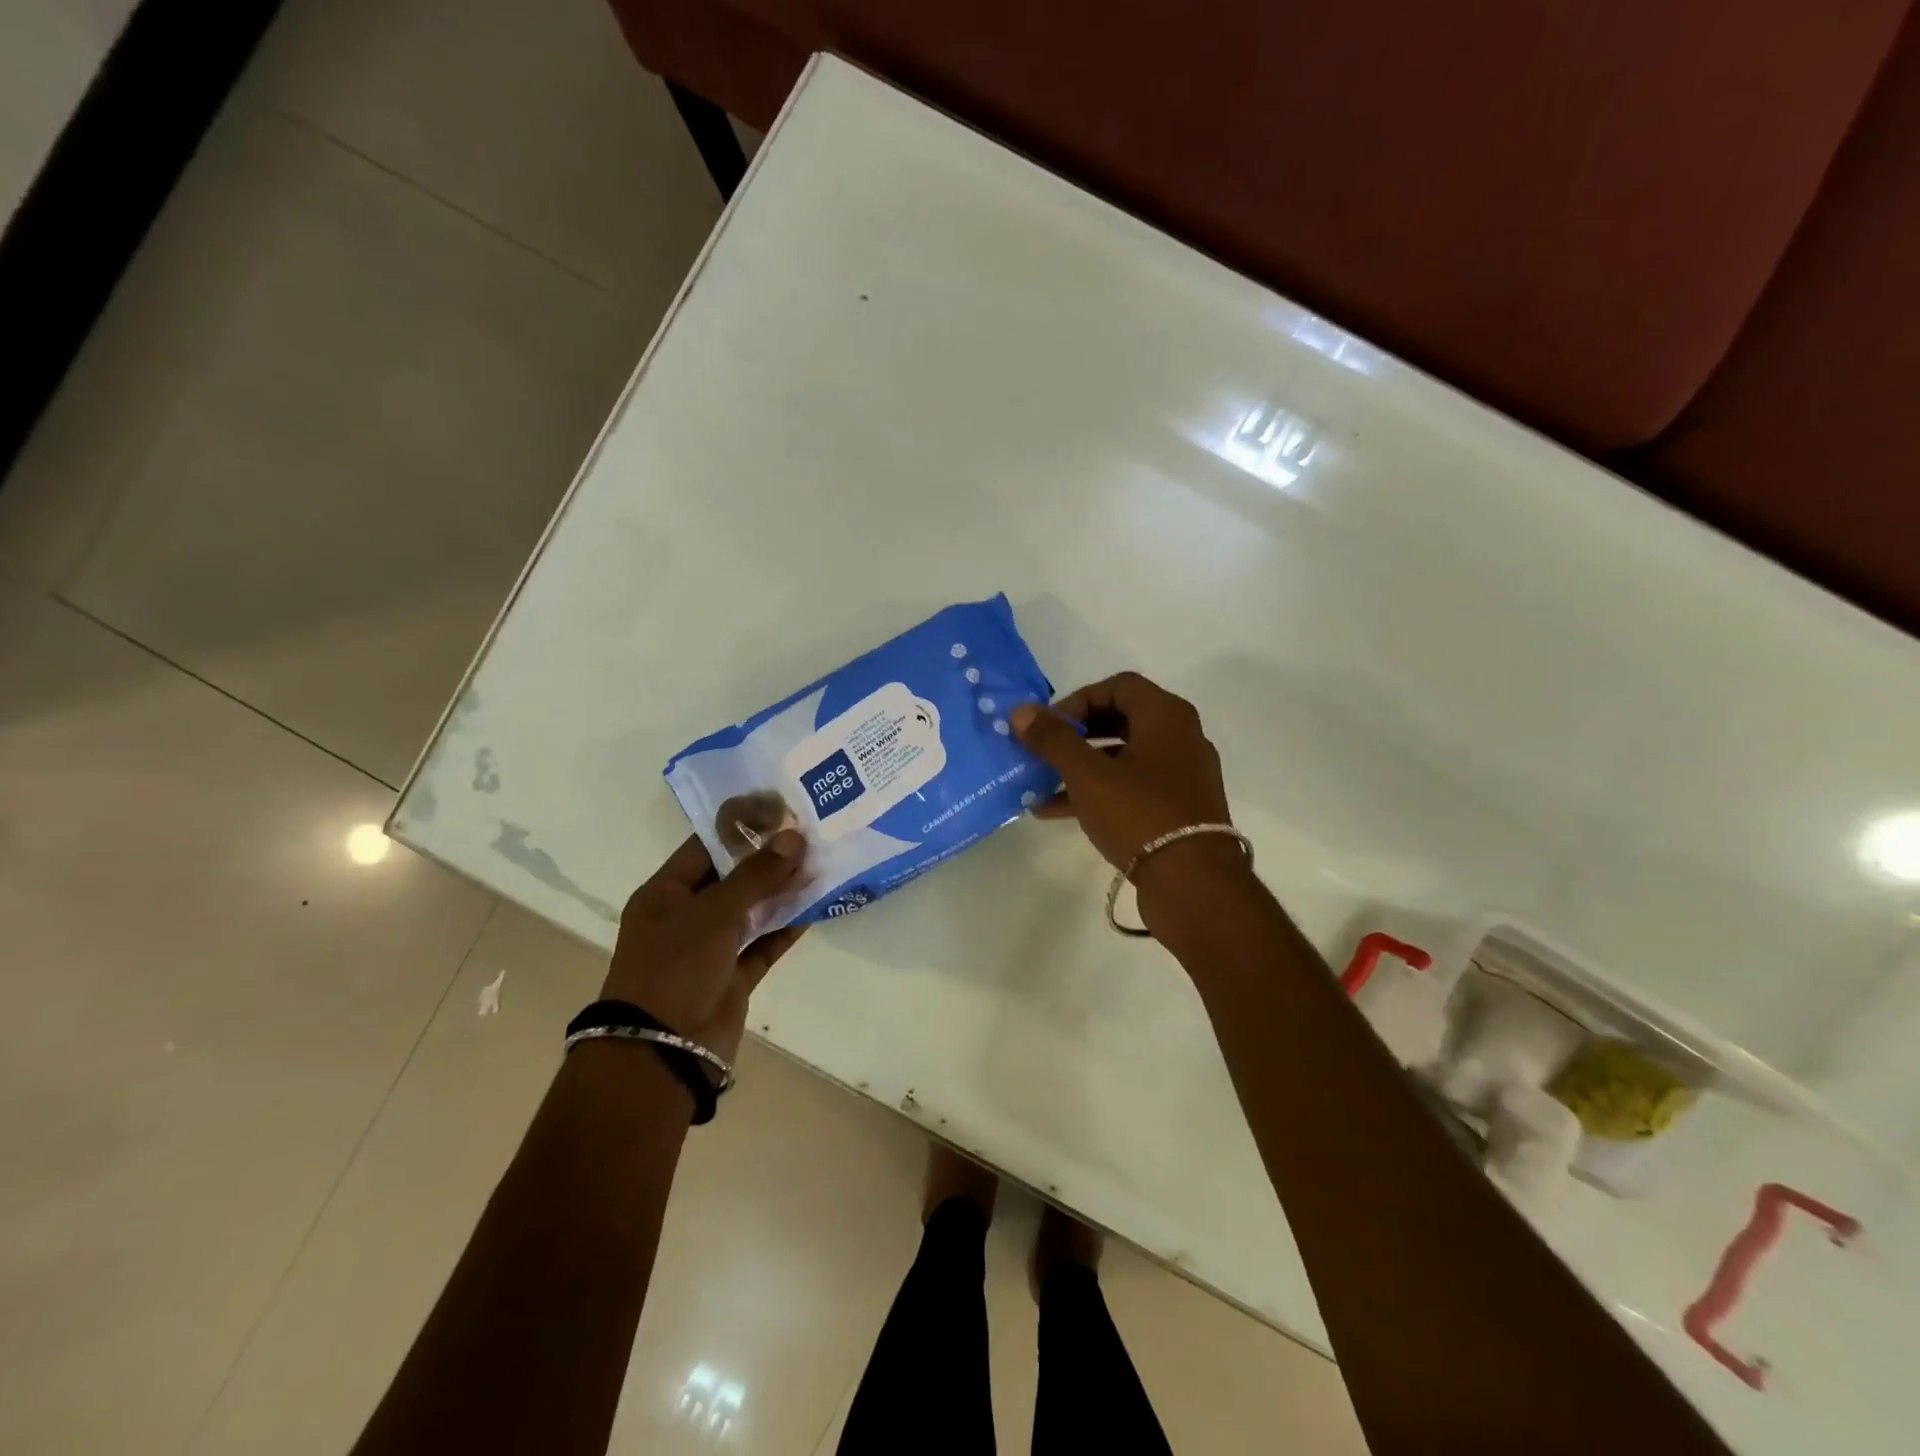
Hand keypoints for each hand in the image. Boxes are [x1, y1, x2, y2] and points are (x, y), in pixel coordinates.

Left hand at [601, 831, 807, 1061]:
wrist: (662, 1050)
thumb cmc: (674, 968)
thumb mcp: (713, 912)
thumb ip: (757, 875)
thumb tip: (795, 837)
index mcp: (666, 894)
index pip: (706, 847)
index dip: (742, 827)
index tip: (780, 810)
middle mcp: (686, 917)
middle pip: (732, 877)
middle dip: (768, 858)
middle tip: (810, 832)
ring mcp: (711, 948)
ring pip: (752, 910)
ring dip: (782, 891)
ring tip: (820, 863)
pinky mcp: (733, 976)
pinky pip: (764, 944)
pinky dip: (787, 928)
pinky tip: (815, 907)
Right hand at [1010, 672, 1242, 888]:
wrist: (1193, 883)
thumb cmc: (1139, 813)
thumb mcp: (1087, 774)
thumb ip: (1053, 739)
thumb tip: (1021, 711)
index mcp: (1167, 716)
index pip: (1118, 686)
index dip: (1078, 699)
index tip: (1049, 725)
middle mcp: (1181, 737)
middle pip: (1121, 720)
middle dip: (1076, 734)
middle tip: (1045, 750)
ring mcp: (1182, 775)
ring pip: (1124, 758)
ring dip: (1081, 767)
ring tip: (1042, 783)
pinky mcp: (1179, 809)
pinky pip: (1132, 788)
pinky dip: (1098, 792)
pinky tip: (1057, 810)